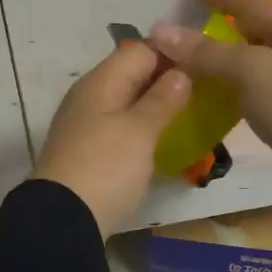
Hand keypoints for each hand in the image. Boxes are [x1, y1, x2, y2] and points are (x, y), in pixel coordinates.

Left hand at [32, 41, 191, 235]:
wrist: (63, 220)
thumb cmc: (105, 167)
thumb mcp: (139, 130)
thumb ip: (162, 99)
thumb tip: (180, 72)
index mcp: (101, 82)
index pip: (141, 51)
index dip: (173, 52)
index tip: (207, 62)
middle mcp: (91, 97)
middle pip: (133, 76)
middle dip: (168, 80)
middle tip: (208, 90)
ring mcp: (88, 126)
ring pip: (128, 103)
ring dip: (157, 106)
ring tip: (194, 113)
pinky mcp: (91, 153)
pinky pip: (122, 128)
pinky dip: (144, 129)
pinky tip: (165, 140)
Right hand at [152, 0, 271, 194]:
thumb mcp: (248, 70)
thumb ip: (205, 51)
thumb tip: (160, 30)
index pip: (252, 1)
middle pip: (256, 28)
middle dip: (226, 24)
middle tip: (193, 24)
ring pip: (255, 59)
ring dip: (227, 57)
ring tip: (197, 58)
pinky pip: (255, 86)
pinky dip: (234, 83)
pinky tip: (216, 92)